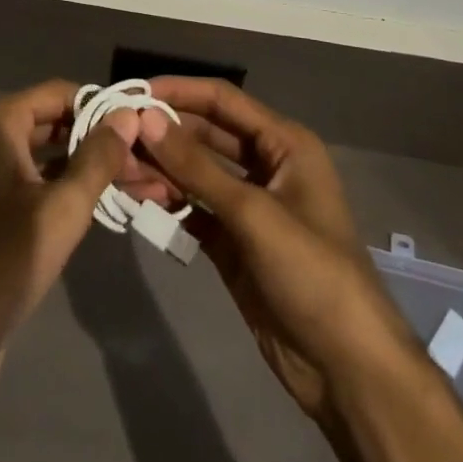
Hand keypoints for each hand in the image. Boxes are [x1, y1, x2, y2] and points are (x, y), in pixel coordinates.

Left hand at [0, 79, 138, 390]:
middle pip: (51, 122)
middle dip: (96, 139)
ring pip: (43, 155)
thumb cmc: (3, 263)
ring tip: (133, 183)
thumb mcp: (62, 209)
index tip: (138, 127)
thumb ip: (98, 159)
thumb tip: (129, 115)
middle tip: (141, 160)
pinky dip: (62, 187)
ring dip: (84, 166)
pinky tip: (98, 205)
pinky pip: (29, 182)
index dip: (99, 105)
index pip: (58, 92)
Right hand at [133, 78, 416, 432]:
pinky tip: (137, 202)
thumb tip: (145, 118)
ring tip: (118, 173)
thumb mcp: (253, 214)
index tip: (132, 93)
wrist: (347, 369)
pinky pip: (194, 209)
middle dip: (163, 135)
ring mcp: (249, 205)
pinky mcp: (234, 241)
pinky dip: (168, 203)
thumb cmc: (312, 273)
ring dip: (160, 170)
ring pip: (195, 172)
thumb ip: (196, 166)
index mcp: (284, 143)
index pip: (222, 100)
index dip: (178, 92)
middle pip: (205, 134)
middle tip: (115, 139)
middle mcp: (266, 164)